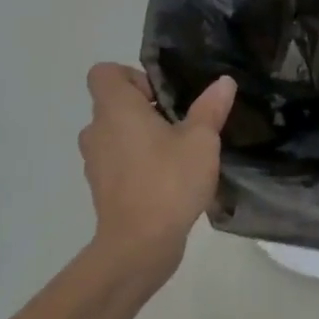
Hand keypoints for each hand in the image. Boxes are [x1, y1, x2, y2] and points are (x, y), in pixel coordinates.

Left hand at [79, 64, 235, 277]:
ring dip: (142, 137)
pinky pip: (118, 161)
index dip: (133, 76)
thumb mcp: (201, 140)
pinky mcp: (101, 188)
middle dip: (146, 108)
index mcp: (116, 109)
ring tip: (178, 151)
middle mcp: (97, 130)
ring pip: (116, 134)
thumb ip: (211, 107)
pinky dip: (137, 162)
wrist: (138, 246)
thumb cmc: (168, 181)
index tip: (163, 96)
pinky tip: (168, 178)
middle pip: (114, 103)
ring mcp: (95, 162)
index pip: (105, 72)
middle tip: (181, 123)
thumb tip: (223, 81)